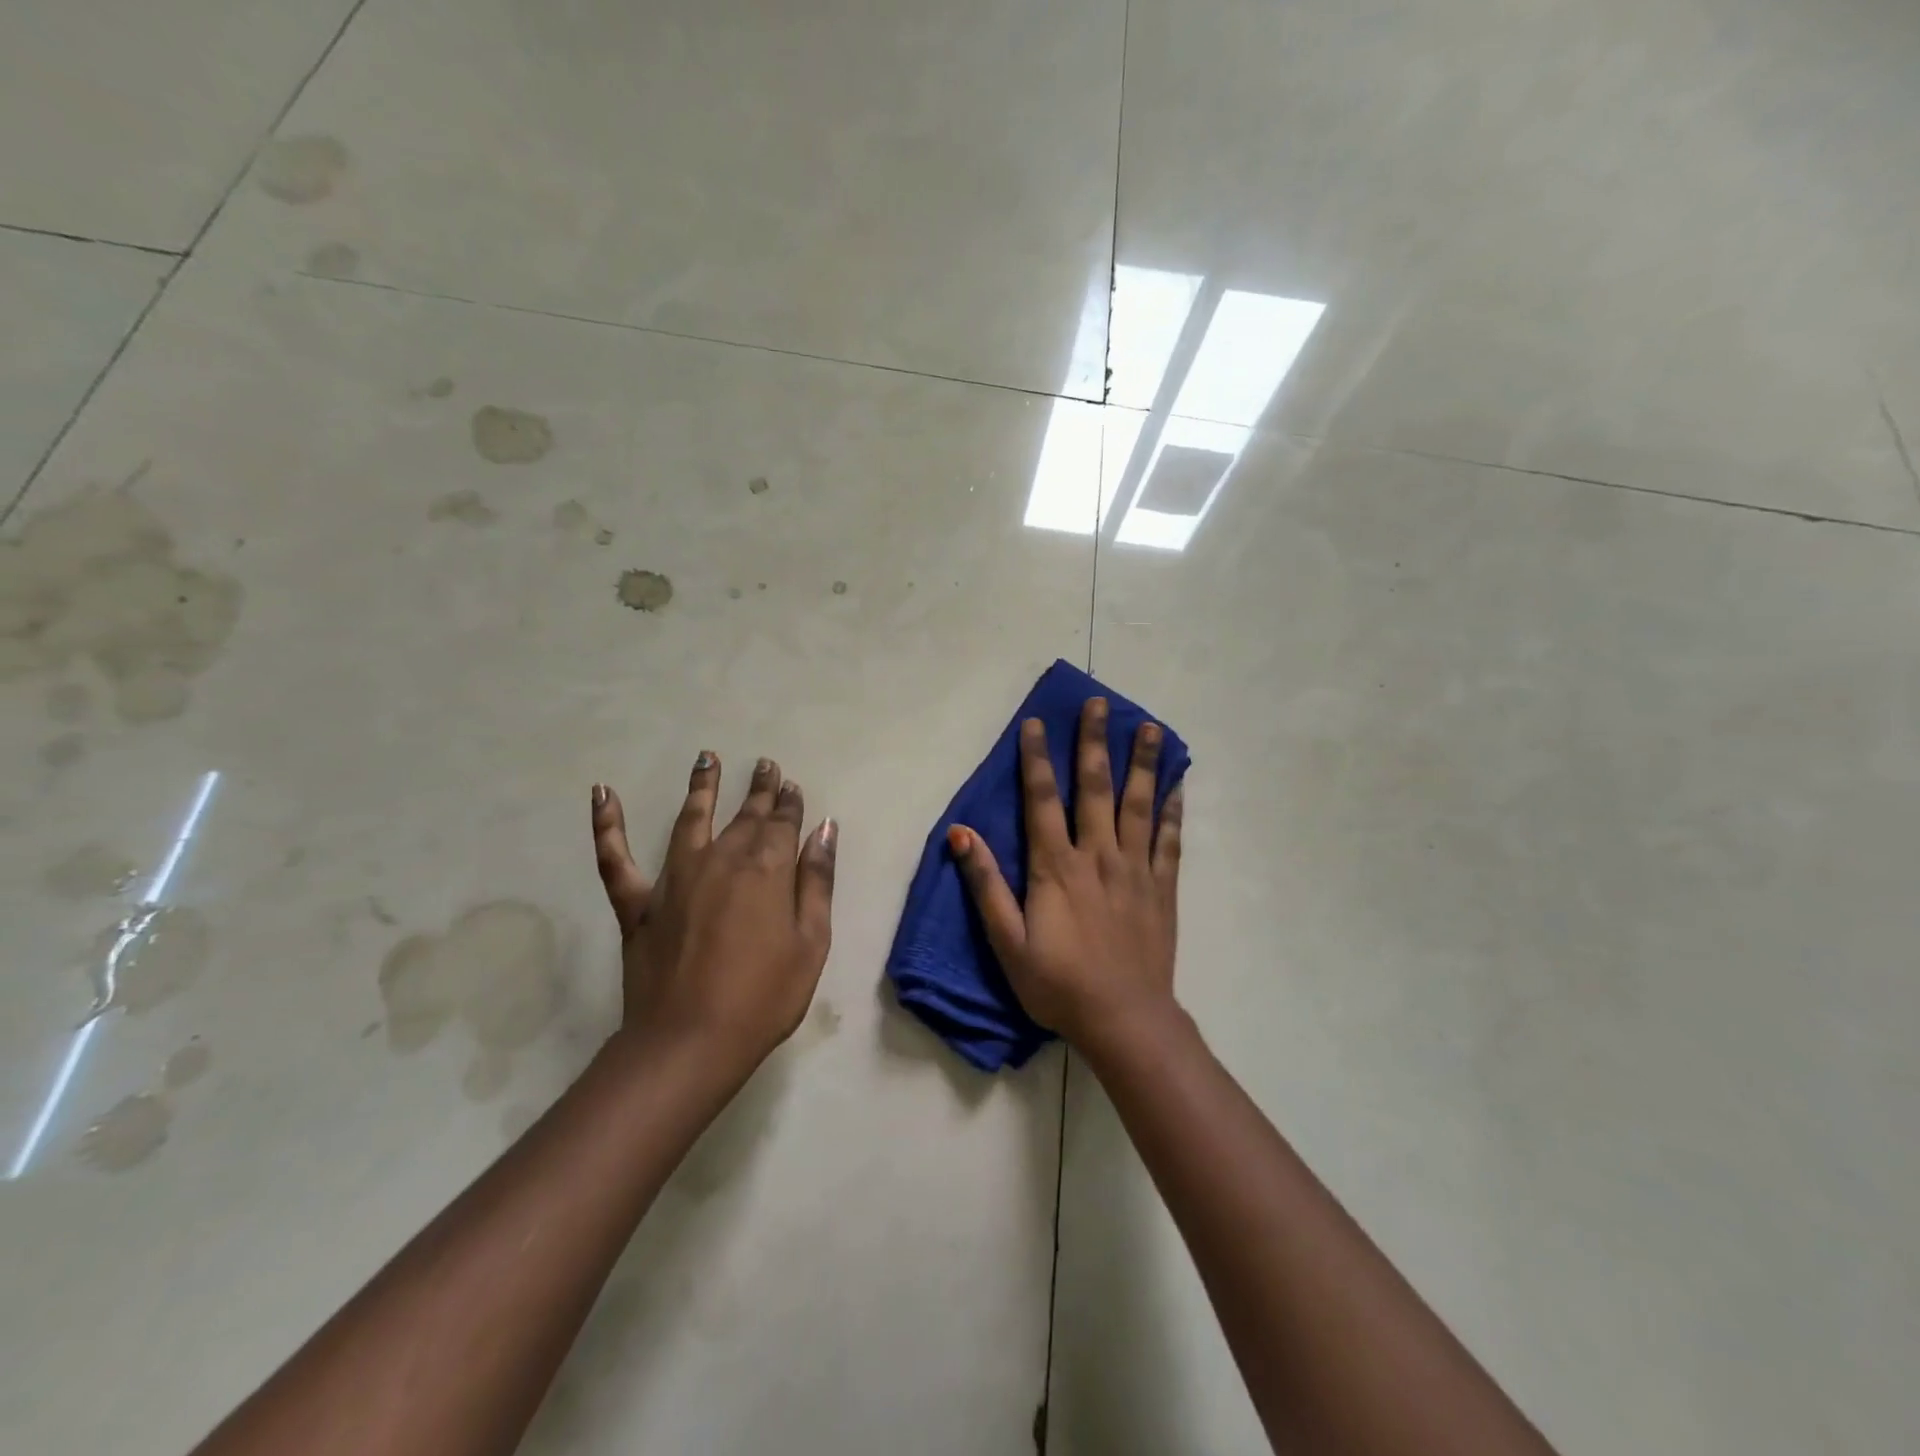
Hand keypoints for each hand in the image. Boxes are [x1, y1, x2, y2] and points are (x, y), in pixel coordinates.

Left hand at [590, 753, 835, 1082]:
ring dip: (702, 786)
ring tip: (707, 757)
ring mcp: (675, 878)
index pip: (783, 823)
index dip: (790, 803)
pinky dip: (606, 824)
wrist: (690, 1042)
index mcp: (766, 869)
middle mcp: (721, 859)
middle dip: (759, 789)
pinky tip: (601, 792)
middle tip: (766, 765)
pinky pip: (615, 857)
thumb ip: (817, 881)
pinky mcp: (638, 903)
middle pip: (745, 815)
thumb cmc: (764, 996)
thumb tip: (824, 829)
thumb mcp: (811, 941)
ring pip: (690, 819)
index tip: (793, 786)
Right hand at [948, 697, 1183, 1055]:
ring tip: (1150, 727)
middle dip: (1094, 742)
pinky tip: (1178, 783)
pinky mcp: (1162, 887)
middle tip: (1099, 703)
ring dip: (1143, 763)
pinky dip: (1174, 808)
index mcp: (1057, 867)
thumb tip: (960, 834)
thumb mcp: (1007, 941)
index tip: (1035, 723)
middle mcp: (1098, 855)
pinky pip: (1170, 839)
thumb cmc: (1058, 984)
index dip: (1036, 758)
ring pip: (1139, 804)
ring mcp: (1135, 869)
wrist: (1124, 1020)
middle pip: (1095, 787)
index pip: (1042, 799)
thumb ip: (985, 885)